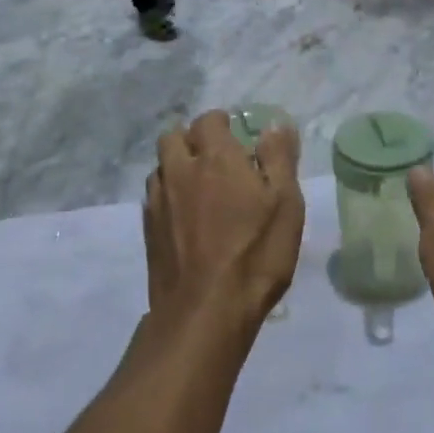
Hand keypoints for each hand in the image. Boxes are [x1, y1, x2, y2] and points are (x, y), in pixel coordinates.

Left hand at [143, 110, 304, 329]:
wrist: (206, 311)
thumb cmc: (255, 253)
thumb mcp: (285, 203)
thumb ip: (279, 158)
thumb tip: (275, 125)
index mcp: (215, 158)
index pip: (208, 120)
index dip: (222, 123)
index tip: (237, 137)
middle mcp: (180, 170)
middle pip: (173, 136)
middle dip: (192, 138)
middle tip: (215, 157)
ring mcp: (159, 200)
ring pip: (160, 165)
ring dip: (177, 165)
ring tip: (199, 185)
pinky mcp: (148, 229)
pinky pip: (154, 196)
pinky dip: (168, 194)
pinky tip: (184, 216)